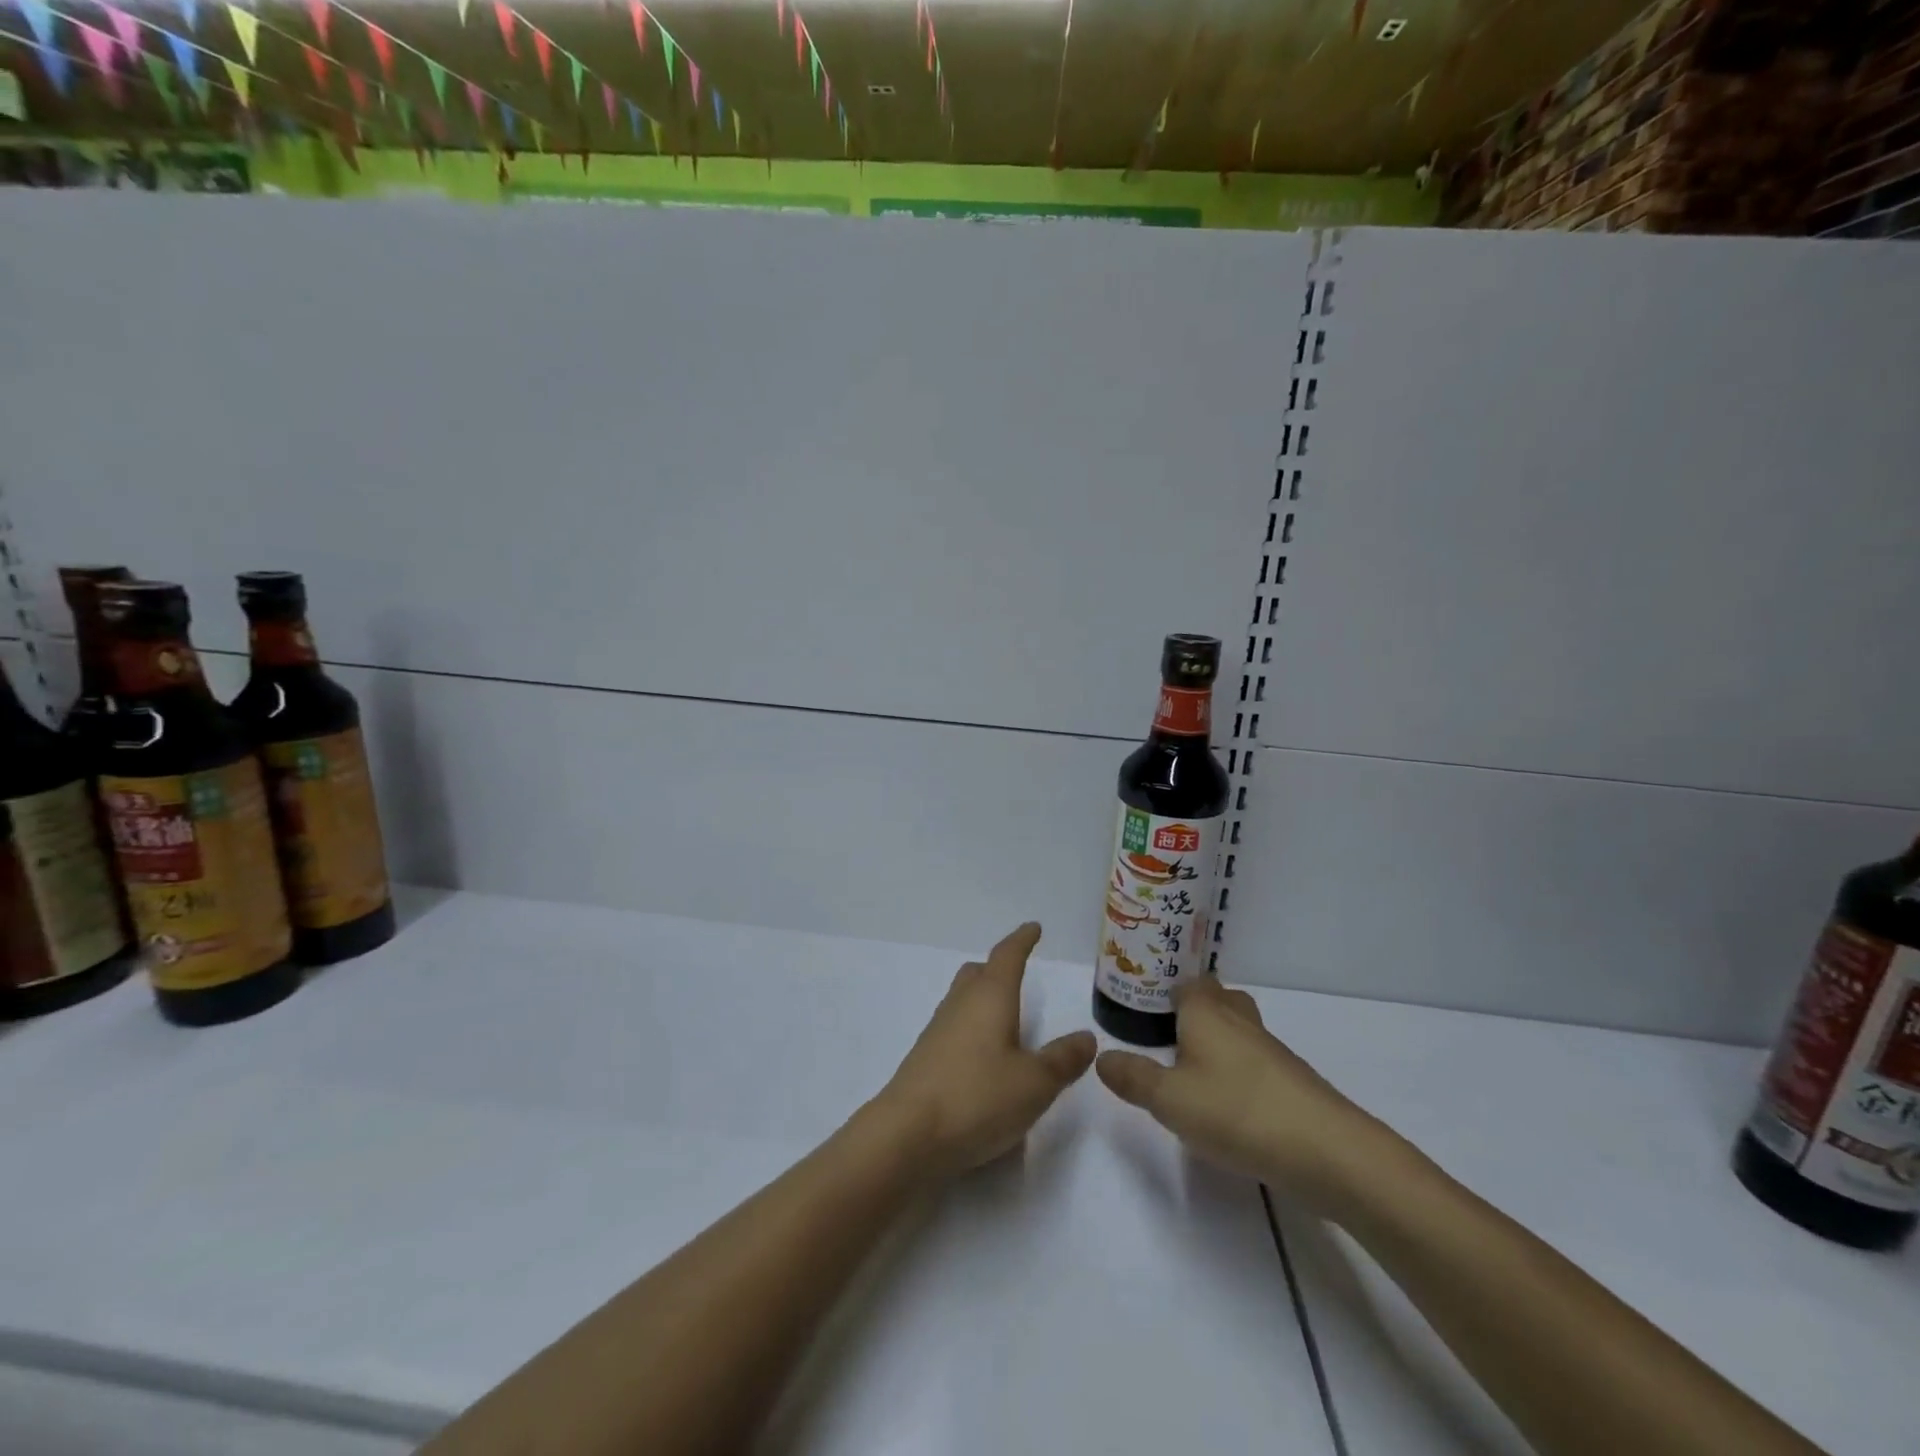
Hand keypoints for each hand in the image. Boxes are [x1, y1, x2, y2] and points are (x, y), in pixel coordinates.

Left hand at [876, 923, 1096, 1180]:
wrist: (906, 1135)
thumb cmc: (977, 1097)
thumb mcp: (1035, 1083)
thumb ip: (1063, 1059)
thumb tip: (1085, 1037)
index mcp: (990, 997)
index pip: (1008, 956)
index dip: (1022, 940)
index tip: (1033, 928)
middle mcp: (960, 1005)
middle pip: (978, 973)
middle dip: (998, 968)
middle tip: (1017, 972)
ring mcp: (938, 1032)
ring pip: (962, 1000)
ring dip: (983, 999)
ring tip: (1005, 1016)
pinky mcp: (925, 1060)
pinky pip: (953, 1028)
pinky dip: (972, 1029)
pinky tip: (983, 1057)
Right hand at [1096, 977, 1391, 1211]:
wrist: (1327, 1151)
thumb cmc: (1236, 1111)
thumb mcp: (1169, 1099)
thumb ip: (1133, 1077)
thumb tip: (1100, 1057)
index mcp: (1206, 1012)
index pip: (1188, 981)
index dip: (1167, 989)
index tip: (1145, 1006)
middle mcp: (1239, 1020)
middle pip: (1218, 999)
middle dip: (1195, 1011)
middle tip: (1166, 1035)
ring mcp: (1271, 1050)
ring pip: (1239, 1030)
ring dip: (1218, 1042)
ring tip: (1190, 1069)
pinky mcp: (1291, 1081)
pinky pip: (1256, 1061)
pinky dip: (1239, 1071)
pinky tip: (1226, 1101)